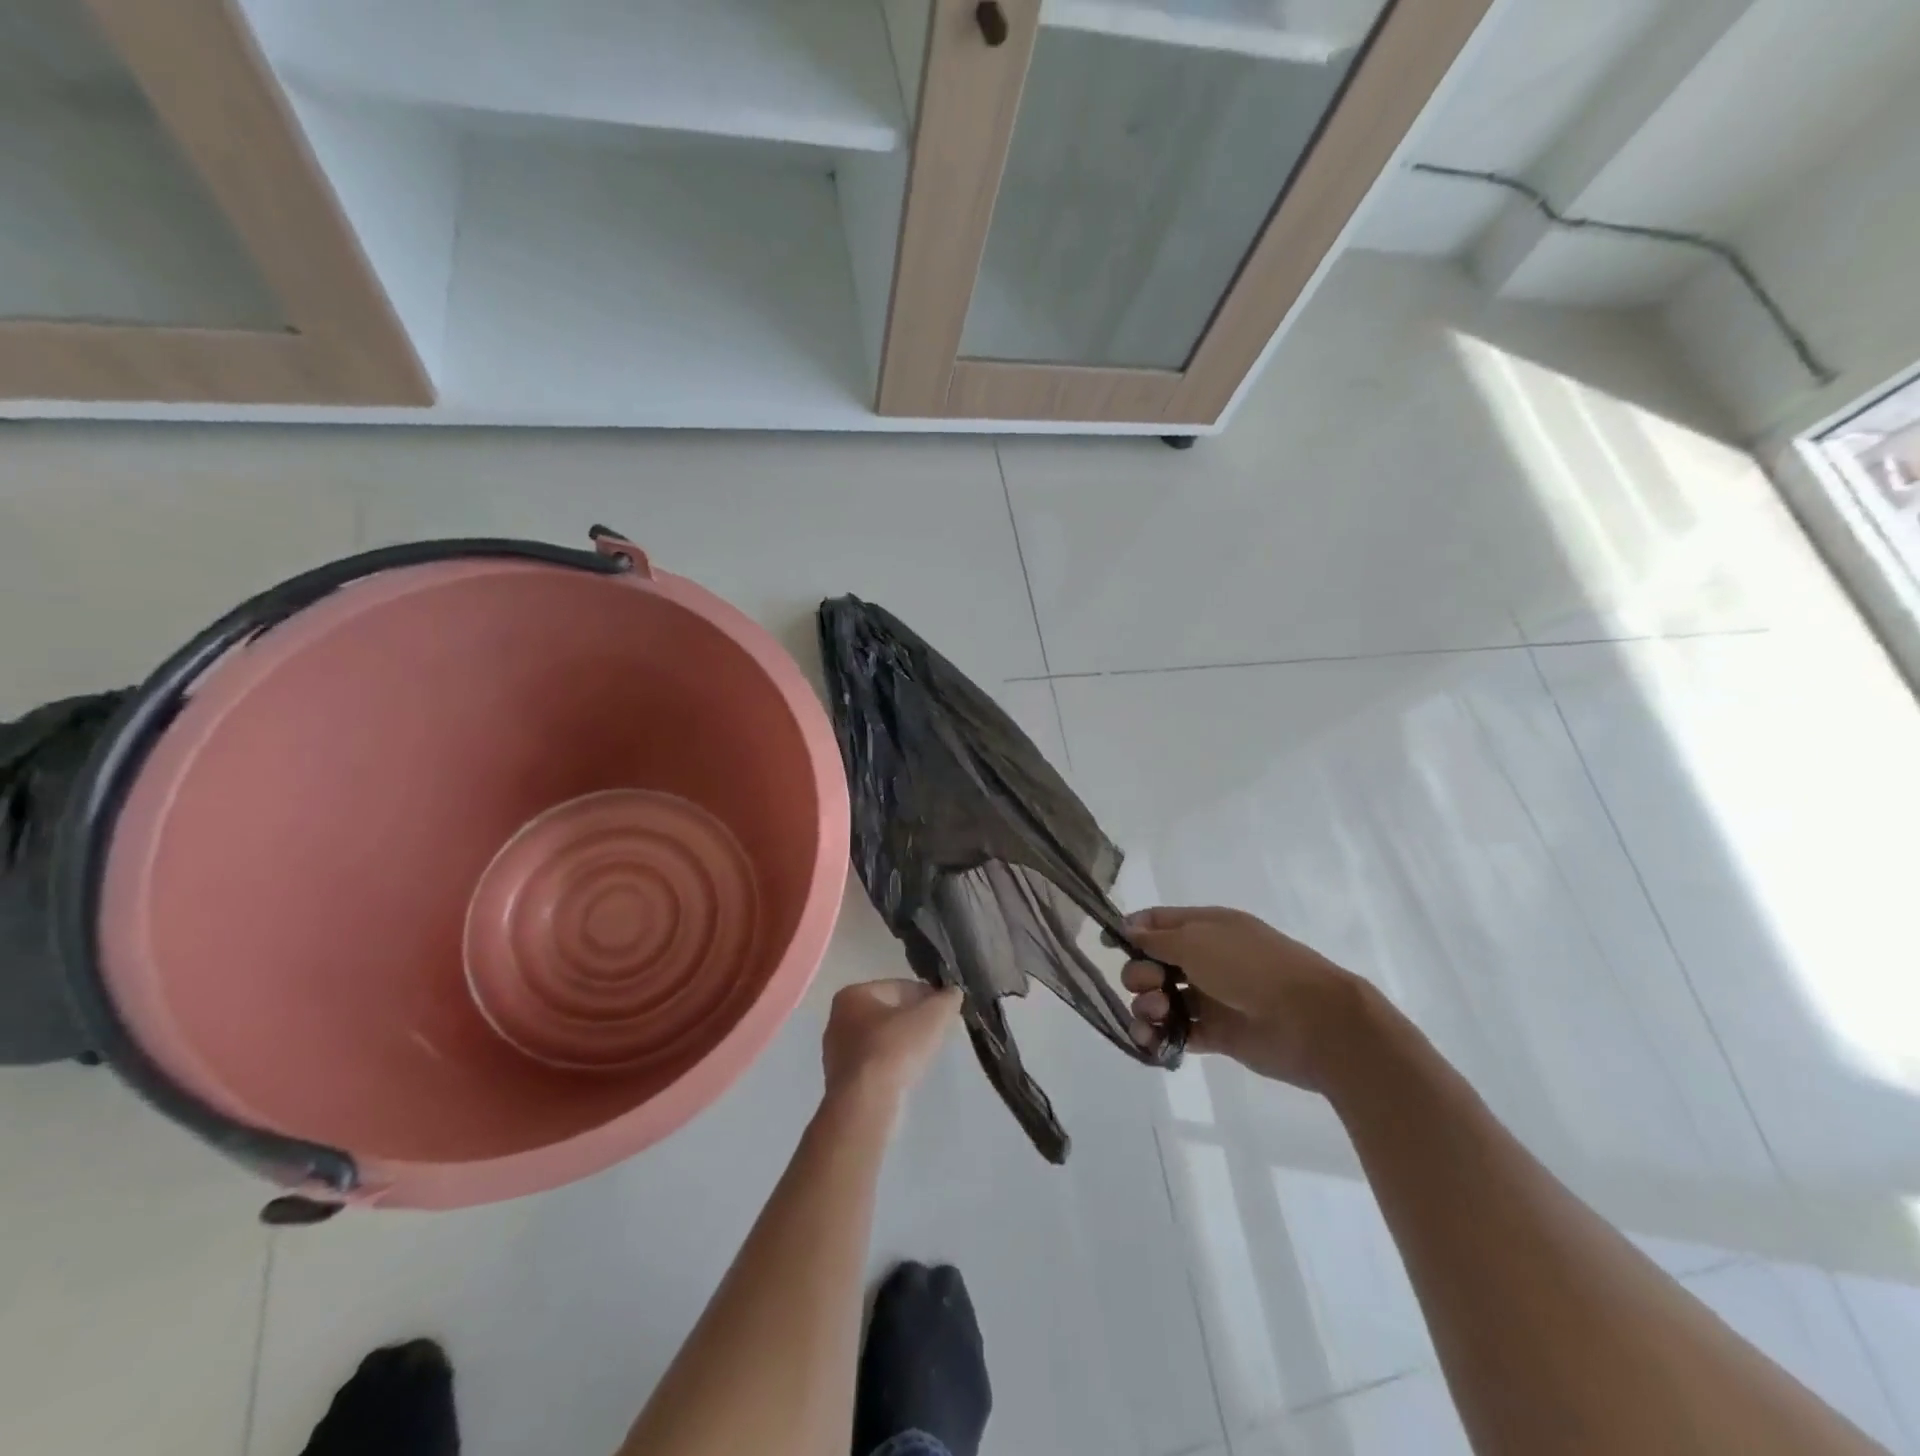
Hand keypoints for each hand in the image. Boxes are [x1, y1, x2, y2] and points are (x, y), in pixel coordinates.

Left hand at [821, 980, 961, 1111]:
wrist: (866, 1103)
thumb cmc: (895, 1049)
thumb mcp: (931, 1017)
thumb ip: (946, 1000)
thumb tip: (953, 992)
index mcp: (853, 994)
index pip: (899, 987)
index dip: (926, 996)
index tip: (945, 1010)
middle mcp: (838, 1019)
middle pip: (887, 1013)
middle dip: (913, 1020)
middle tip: (937, 1031)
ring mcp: (836, 1052)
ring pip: (880, 1039)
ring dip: (902, 1043)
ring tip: (925, 1054)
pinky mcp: (841, 1081)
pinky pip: (874, 1063)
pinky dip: (891, 1064)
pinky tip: (907, 1074)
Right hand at [1121, 906, 1366, 1091]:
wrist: (1312, 1020)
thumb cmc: (1251, 968)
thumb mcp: (1198, 942)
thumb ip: (1158, 939)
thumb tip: (1127, 928)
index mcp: (1206, 927)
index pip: (1158, 922)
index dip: (1131, 931)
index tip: (1108, 946)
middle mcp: (1206, 959)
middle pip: (1154, 963)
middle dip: (1140, 975)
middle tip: (1151, 987)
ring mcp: (1212, 997)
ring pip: (1163, 999)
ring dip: (1147, 1007)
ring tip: (1156, 1018)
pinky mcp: (1218, 1035)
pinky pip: (1179, 1032)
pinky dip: (1161, 1037)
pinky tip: (1151, 1042)